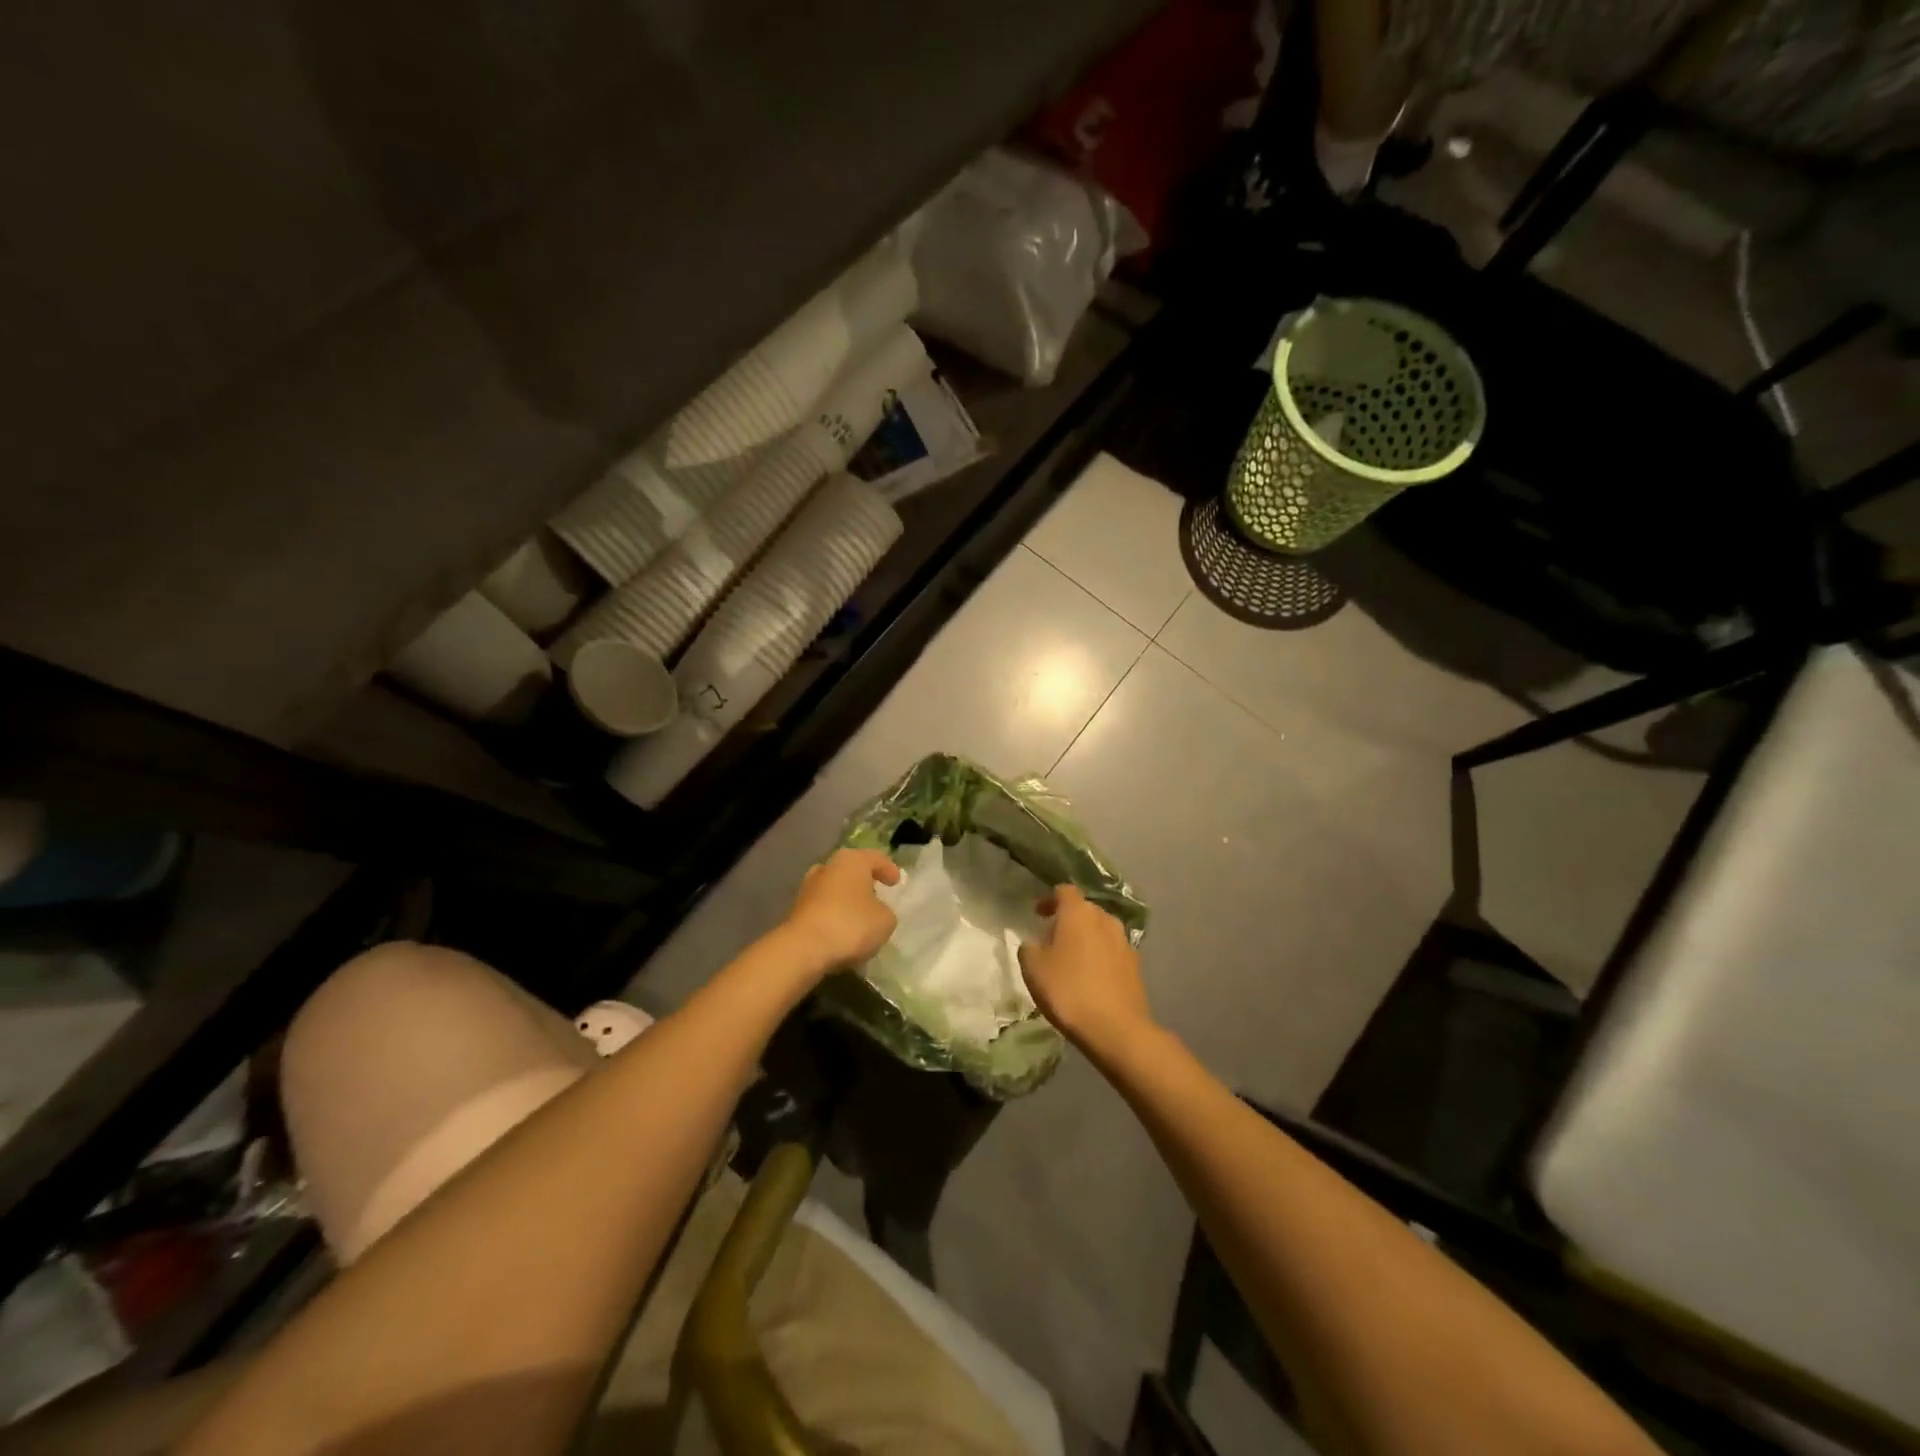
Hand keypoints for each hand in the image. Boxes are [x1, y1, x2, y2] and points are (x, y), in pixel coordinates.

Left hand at [780, 848, 901, 975]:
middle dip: (863, 882)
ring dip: (846, 900)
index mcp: (851, 860)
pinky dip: (834, 916)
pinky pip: (823, 908)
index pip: (875, 858)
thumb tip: (874, 911)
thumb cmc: (851, 925)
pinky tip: (842, 931)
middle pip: (850, 870)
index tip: (896, 883)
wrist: (803, 949)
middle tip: (877, 894)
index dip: (889, 869)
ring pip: (834, 889)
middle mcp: (827, 867)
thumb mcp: (885, 920)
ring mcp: (808, 888)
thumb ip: (885, 911)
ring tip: (859, 917)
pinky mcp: (796, 910)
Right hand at [1018, 885, 1154, 1060]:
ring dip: (1085, 938)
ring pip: (1100, 930)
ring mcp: (1124, 942)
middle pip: (1084, 909)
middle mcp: (1105, 919)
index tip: (1038, 914)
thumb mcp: (1033, 968)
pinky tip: (1091, 977)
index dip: (1050, 899)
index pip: (1065, 891)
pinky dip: (1100, 956)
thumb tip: (1035, 943)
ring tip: (1071, 959)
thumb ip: (1029, 948)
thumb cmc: (1068, 990)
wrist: (1116, 1028)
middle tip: (1051, 938)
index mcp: (1079, 912)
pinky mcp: (1136, 965)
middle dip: (1068, 919)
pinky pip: (1112, 951)